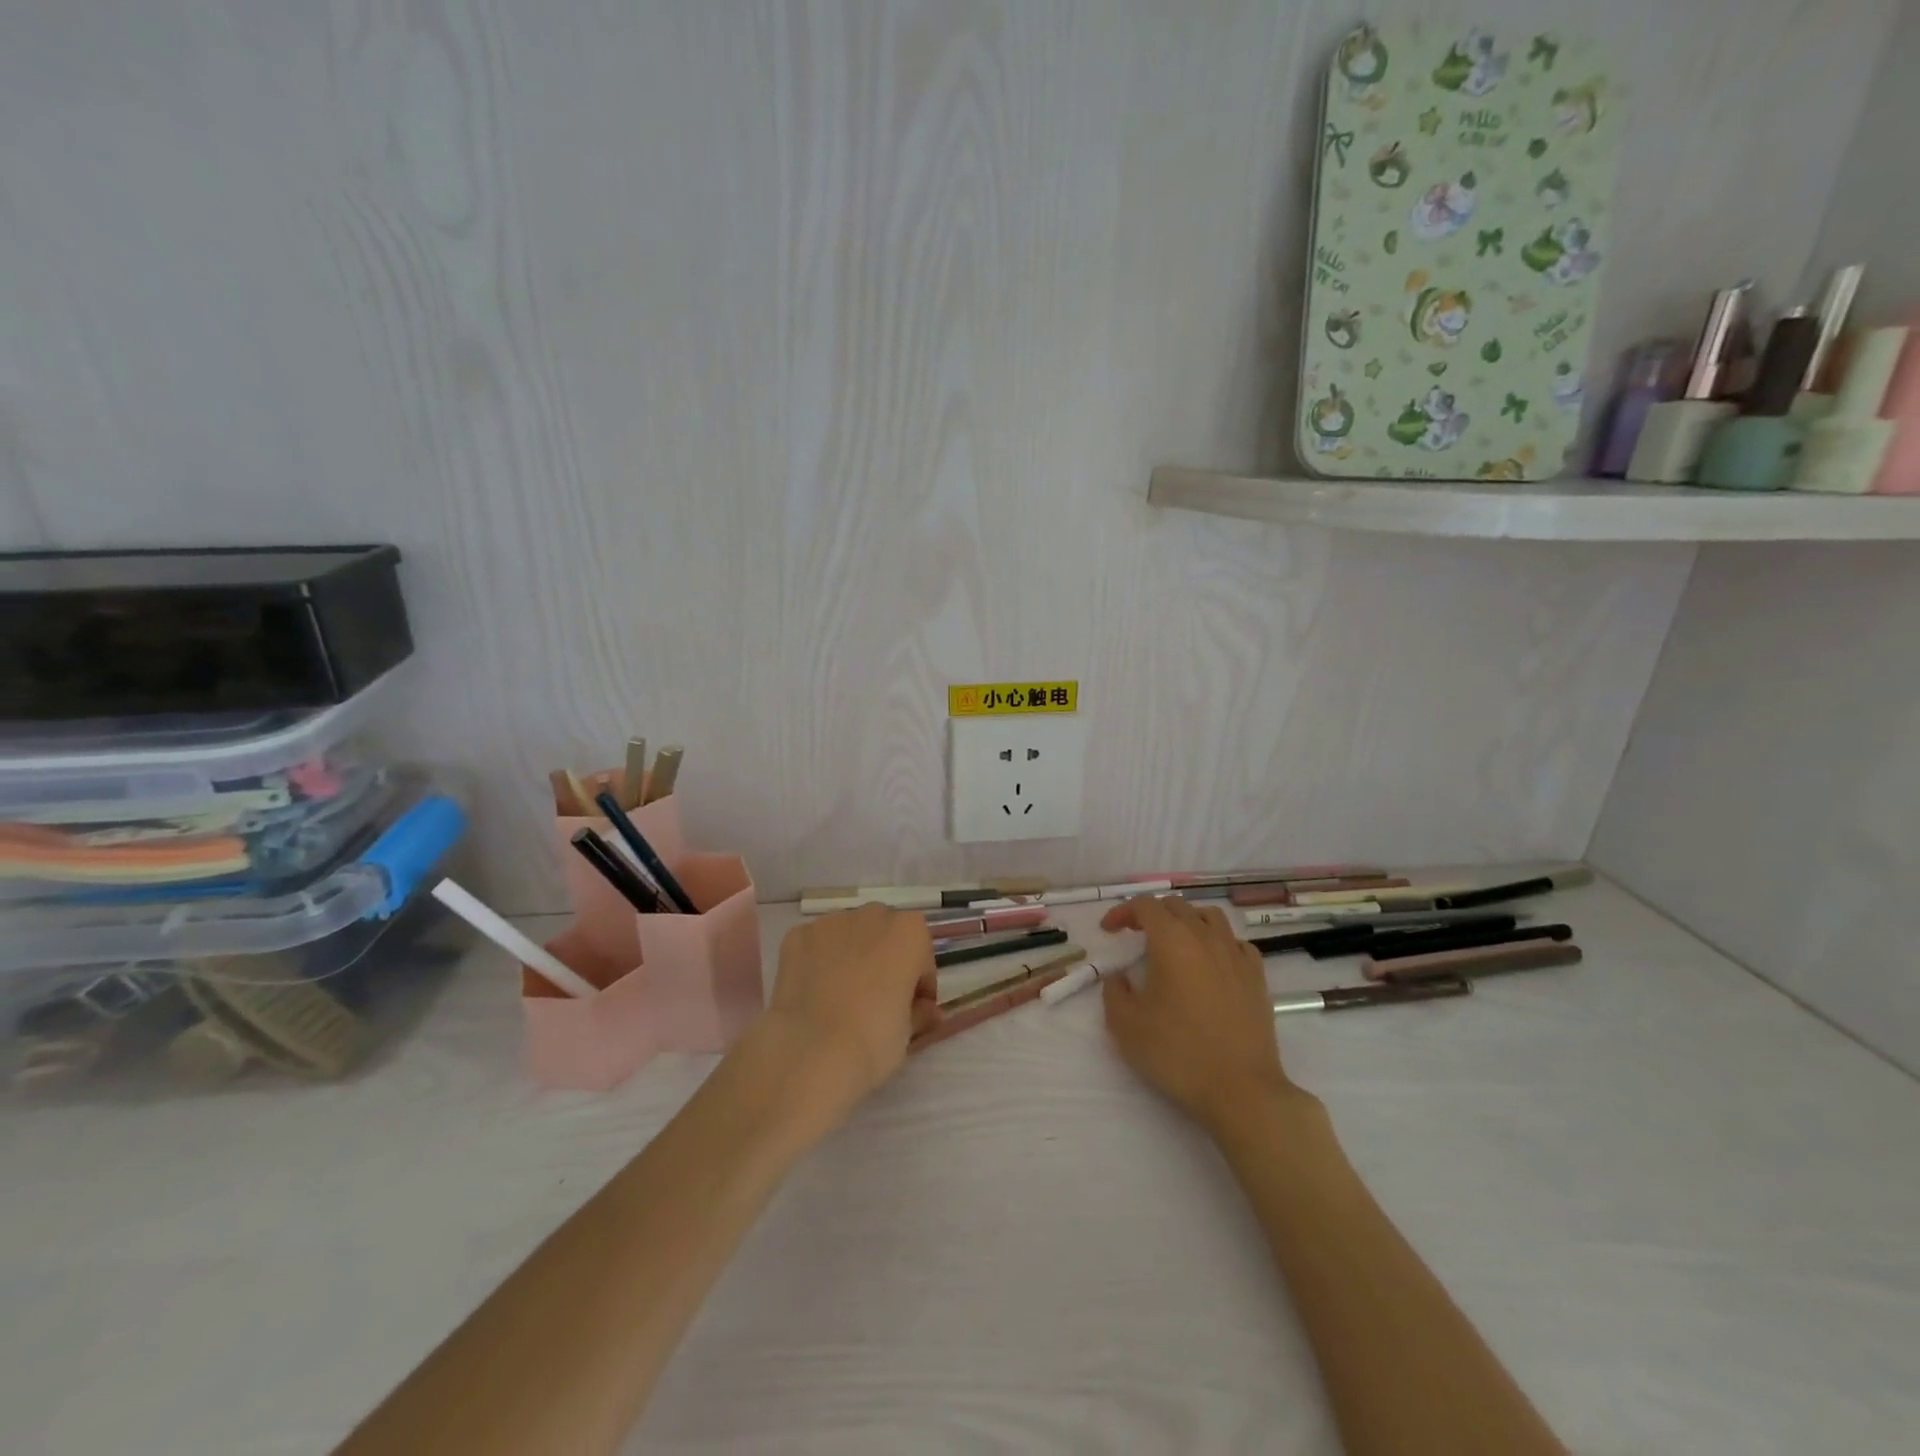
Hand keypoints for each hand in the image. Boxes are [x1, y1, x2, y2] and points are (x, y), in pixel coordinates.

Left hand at [759, 904, 940, 1122]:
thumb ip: (920, 1012)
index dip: (919, 982)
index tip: (913, 1008)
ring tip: (840, 995)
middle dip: (884, 958)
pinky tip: (814, 993)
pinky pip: (815, 945)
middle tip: (877, 998)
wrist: (810, 1052)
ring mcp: (829, 923)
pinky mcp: (796, 936)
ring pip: (847, 934)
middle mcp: (871, 916)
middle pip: (884, 934)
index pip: (921, 954)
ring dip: (850, 955)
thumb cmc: (873, 1040)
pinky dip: (818, 961)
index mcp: (908, 932)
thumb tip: (926, 1011)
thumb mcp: (908, 1033)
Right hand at [1100, 896, 1296, 1132]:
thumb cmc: (1178, 1054)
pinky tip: (1211, 962)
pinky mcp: (1257, 977)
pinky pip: (1236, 942)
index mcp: (1172, 941)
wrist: (1241, 1089)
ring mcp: (1236, 955)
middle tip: (1135, 936)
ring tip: (1175, 941)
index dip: (1123, 912)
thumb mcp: (1126, 1026)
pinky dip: (1218, 942)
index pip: (1145, 906)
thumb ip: (1114, 992)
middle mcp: (1205, 937)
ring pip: (1210, 916)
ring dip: (1187, 920)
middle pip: (1177, 906)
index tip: (1109, 930)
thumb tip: (1119, 976)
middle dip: (1152, 914)